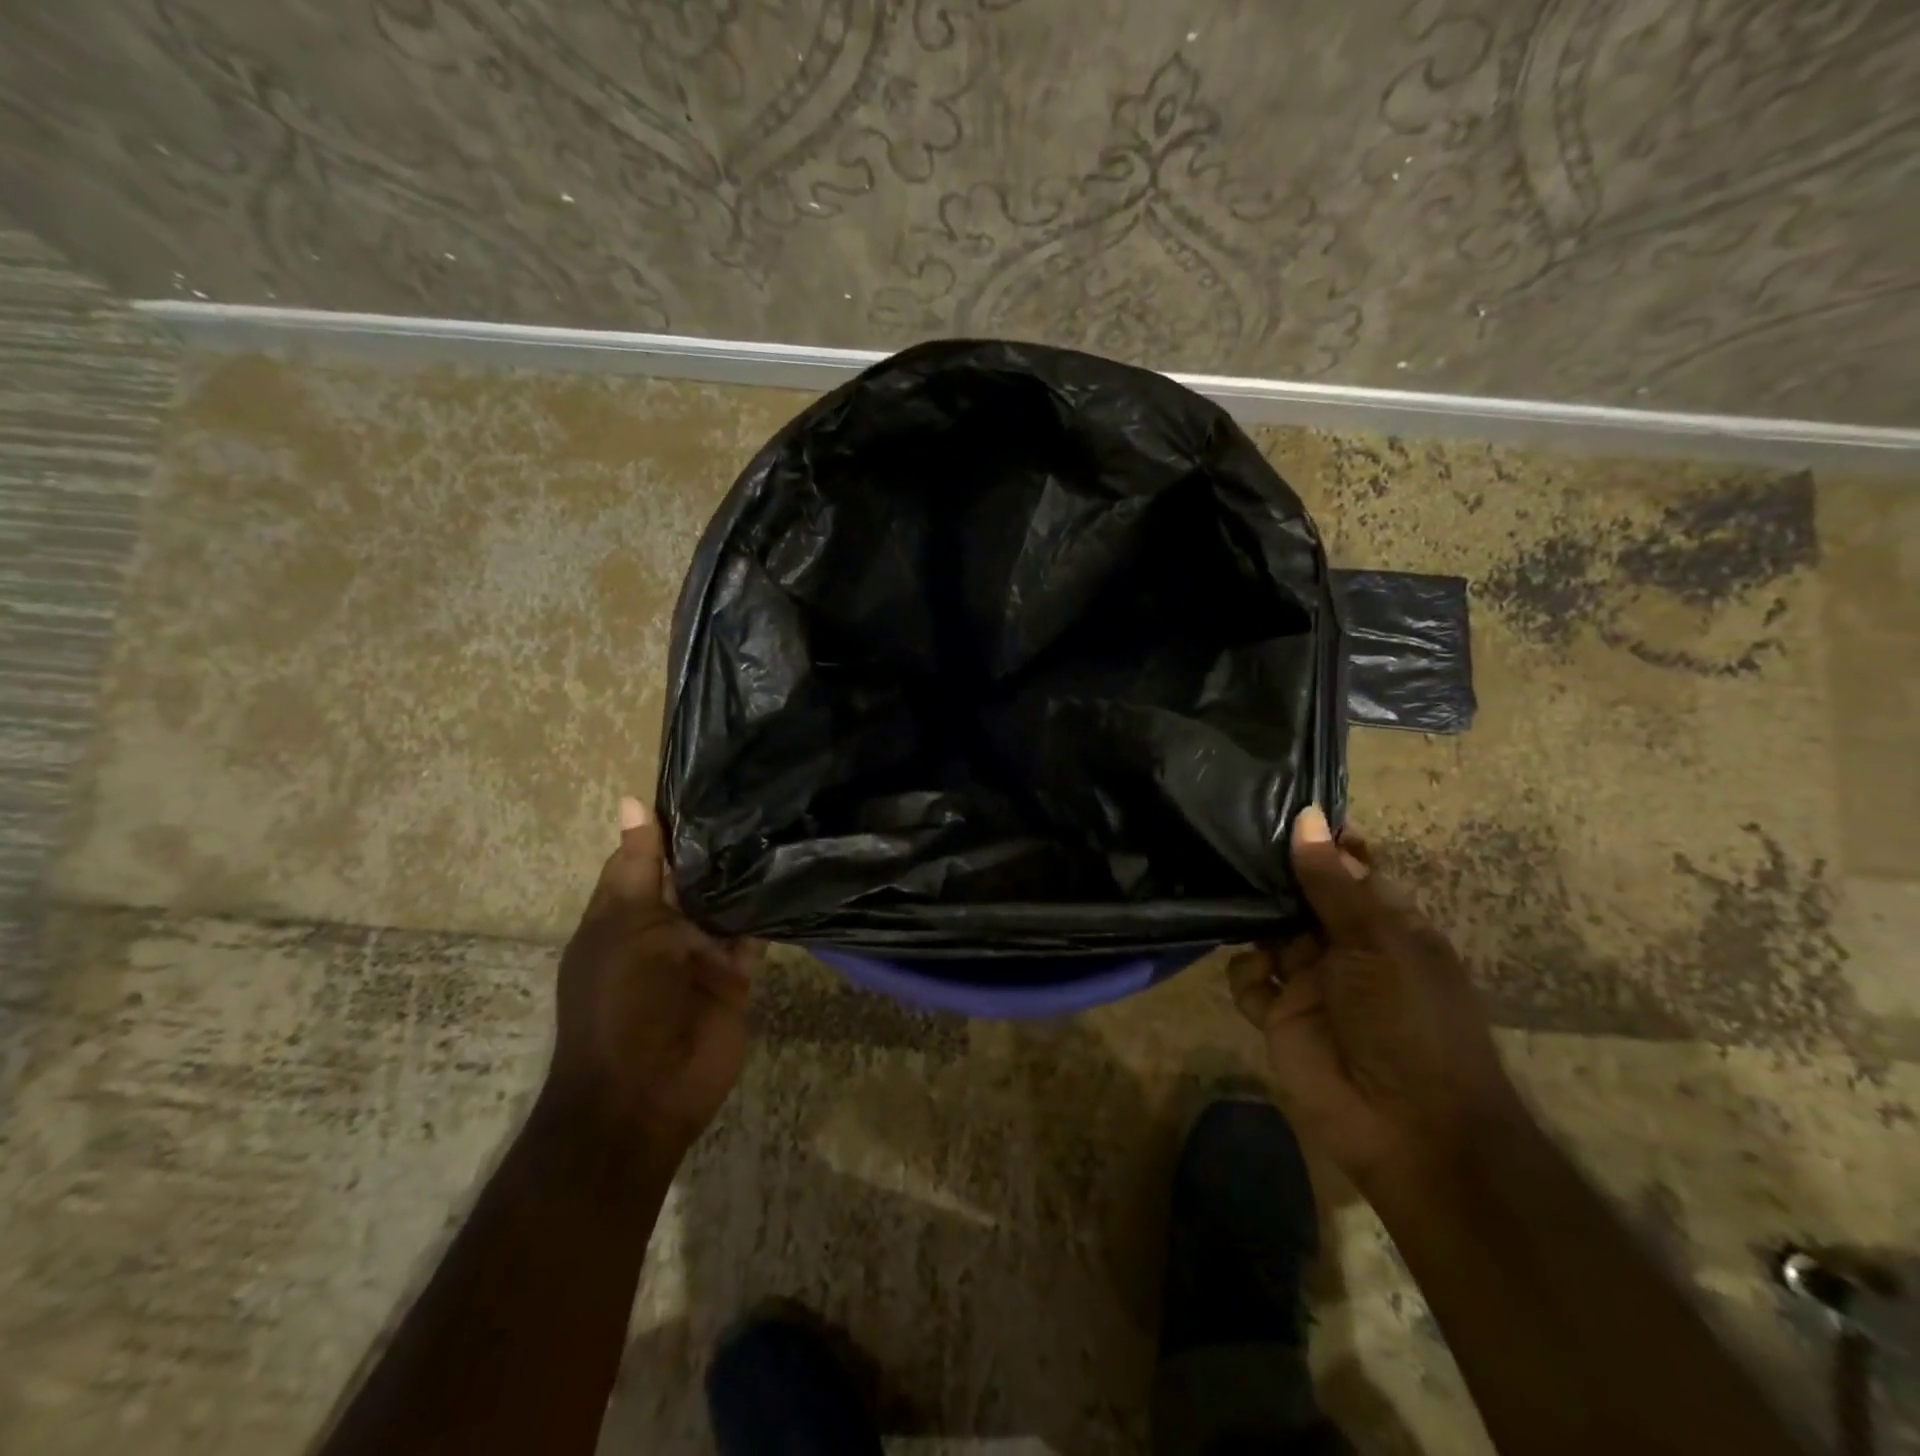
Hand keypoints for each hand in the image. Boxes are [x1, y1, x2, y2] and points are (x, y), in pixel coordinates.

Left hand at [548, 797, 762, 1155]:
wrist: (646, 1091)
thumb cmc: (620, 1001)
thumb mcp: (624, 925)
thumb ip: (641, 865)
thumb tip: (632, 800)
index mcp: (623, 912)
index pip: (647, 855)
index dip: (671, 822)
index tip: (711, 777)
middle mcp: (663, 926)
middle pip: (693, 875)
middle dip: (719, 843)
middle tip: (763, 788)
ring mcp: (701, 950)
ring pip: (728, 901)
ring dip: (747, 873)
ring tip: (785, 818)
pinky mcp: (736, 972)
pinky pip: (755, 933)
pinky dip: (770, 909)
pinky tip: (795, 871)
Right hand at [1229, 806, 1521, 1189]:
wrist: (1407, 1126)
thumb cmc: (1410, 1020)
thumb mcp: (1377, 942)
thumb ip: (1333, 882)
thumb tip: (1307, 816)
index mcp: (1385, 925)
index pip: (1349, 870)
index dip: (1321, 842)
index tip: (1279, 806)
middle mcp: (1344, 947)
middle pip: (1300, 897)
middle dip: (1273, 876)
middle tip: (1231, 839)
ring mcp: (1309, 981)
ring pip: (1267, 934)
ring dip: (1251, 919)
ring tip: (1226, 893)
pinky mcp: (1278, 1014)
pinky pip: (1248, 979)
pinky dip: (1245, 973)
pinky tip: (1256, 977)